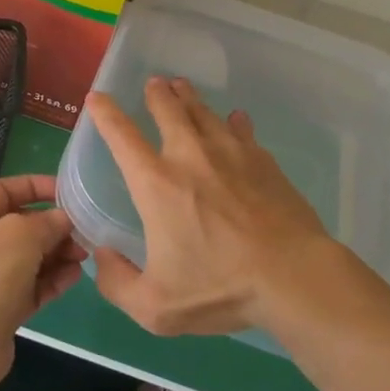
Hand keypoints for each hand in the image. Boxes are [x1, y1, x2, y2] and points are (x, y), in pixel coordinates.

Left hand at [0, 174, 86, 390]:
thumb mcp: (19, 235)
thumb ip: (46, 222)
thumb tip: (62, 220)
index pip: (5, 190)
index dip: (38, 187)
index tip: (69, 192)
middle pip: (20, 226)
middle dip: (53, 226)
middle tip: (83, 232)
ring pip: (29, 258)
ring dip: (57, 254)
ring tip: (83, 256)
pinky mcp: (0, 309)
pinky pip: (31, 287)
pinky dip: (52, 280)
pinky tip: (75, 277)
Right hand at [87, 77, 341, 336]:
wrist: (292, 275)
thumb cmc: (220, 287)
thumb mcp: (155, 307)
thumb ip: (117, 283)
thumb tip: (102, 257)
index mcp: (156, 183)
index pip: (121, 136)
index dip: (105, 113)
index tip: (97, 97)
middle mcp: (189, 156)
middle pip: (168, 109)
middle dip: (157, 93)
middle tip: (154, 83)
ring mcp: (230, 153)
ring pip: (204, 112)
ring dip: (189, 97)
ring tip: (182, 87)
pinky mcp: (262, 160)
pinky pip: (242, 130)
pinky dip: (234, 122)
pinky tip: (236, 119)